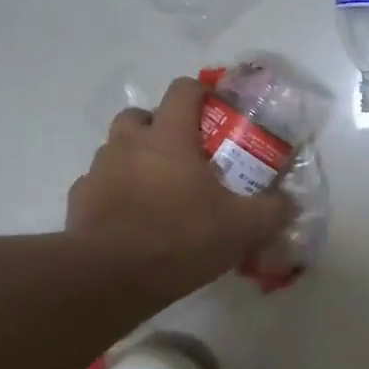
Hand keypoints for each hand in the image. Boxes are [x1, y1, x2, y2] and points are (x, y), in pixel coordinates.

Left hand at [68, 78, 295, 302]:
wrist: (111, 277)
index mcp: (168, 137)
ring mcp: (99, 170)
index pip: (183, 90)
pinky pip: (99, 184)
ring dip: (135, 159)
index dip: (200, 93)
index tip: (215, 110)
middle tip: (183, 155)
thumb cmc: (180, 238)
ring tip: (157, 189)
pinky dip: (114, 191)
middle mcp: (129, 143)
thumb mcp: (242, 228)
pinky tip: (130, 217)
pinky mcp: (79, 199)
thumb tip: (288, 203)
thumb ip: (271, 210)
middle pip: (140, 115)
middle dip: (160, 127)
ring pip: (116, 148)